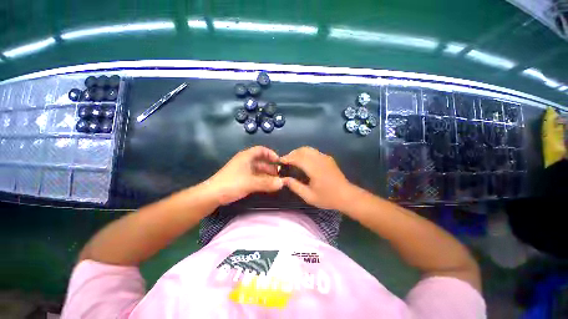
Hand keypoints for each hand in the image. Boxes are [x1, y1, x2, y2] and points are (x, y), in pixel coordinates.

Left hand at [205, 146, 283, 204]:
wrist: (211, 195)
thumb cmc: (232, 184)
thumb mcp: (251, 183)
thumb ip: (267, 183)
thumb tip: (282, 183)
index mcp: (246, 157)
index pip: (261, 150)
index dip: (271, 154)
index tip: (279, 162)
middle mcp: (245, 161)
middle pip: (261, 160)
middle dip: (271, 167)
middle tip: (280, 175)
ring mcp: (242, 170)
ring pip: (258, 169)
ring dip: (267, 174)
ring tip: (276, 181)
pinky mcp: (240, 178)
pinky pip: (254, 176)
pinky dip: (261, 179)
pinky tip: (267, 186)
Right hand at [280, 147, 354, 209]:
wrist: (347, 196)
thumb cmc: (328, 198)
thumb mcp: (309, 196)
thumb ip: (295, 186)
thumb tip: (283, 179)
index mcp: (314, 168)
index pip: (297, 158)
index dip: (287, 158)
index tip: (279, 162)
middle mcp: (319, 159)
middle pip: (302, 150)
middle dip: (291, 154)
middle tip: (285, 162)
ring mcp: (325, 157)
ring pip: (308, 149)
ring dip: (298, 152)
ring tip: (292, 161)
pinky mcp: (328, 158)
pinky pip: (314, 151)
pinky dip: (305, 153)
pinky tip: (303, 161)